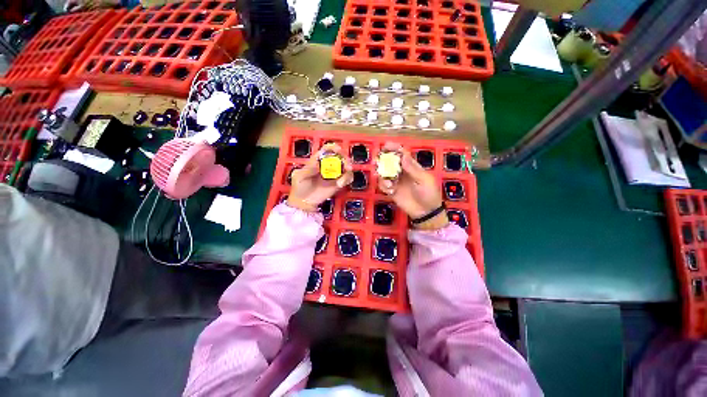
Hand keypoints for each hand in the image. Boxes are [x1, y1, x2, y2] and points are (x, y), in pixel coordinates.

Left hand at [287, 143, 352, 211]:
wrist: (303, 202)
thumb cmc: (299, 187)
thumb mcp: (299, 176)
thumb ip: (308, 169)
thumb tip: (319, 163)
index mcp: (318, 160)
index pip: (327, 150)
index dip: (333, 148)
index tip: (338, 150)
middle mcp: (328, 166)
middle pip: (340, 157)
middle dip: (345, 158)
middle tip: (346, 165)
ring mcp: (334, 175)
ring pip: (346, 167)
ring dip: (348, 169)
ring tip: (345, 174)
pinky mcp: (338, 184)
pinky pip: (347, 179)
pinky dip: (347, 179)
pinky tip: (340, 184)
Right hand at [377, 143, 447, 229]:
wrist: (426, 212)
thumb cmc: (429, 194)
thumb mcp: (424, 180)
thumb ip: (412, 169)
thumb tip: (403, 156)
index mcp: (412, 166)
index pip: (402, 154)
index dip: (394, 148)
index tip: (386, 145)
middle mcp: (402, 172)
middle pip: (390, 162)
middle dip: (383, 160)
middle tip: (377, 162)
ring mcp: (396, 181)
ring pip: (384, 173)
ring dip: (383, 175)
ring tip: (389, 183)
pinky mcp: (391, 191)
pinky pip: (383, 185)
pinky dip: (384, 186)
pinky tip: (390, 190)